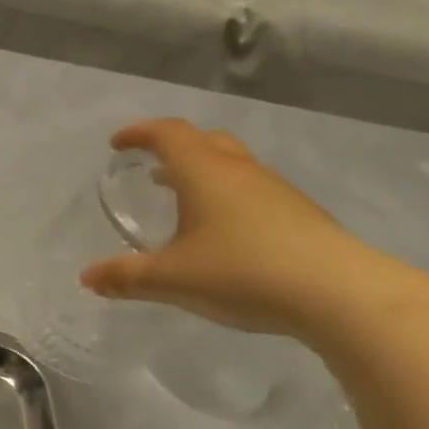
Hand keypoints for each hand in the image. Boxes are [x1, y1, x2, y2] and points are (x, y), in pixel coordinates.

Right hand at [80, 119, 406, 335]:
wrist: (341, 294)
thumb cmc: (243, 272)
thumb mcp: (172, 279)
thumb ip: (126, 277)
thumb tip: (87, 278)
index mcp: (204, 173)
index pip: (168, 134)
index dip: (139, 133)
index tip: (118, 144)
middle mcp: (239, 172)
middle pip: (204, 141)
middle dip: (173, 147)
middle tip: (151, 165)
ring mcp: (275, 191)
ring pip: (232, 165)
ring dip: (202, 172)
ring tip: (182, 197)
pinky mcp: (299, 214)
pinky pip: (251, 190)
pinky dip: (226, 195)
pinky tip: (223, 232)